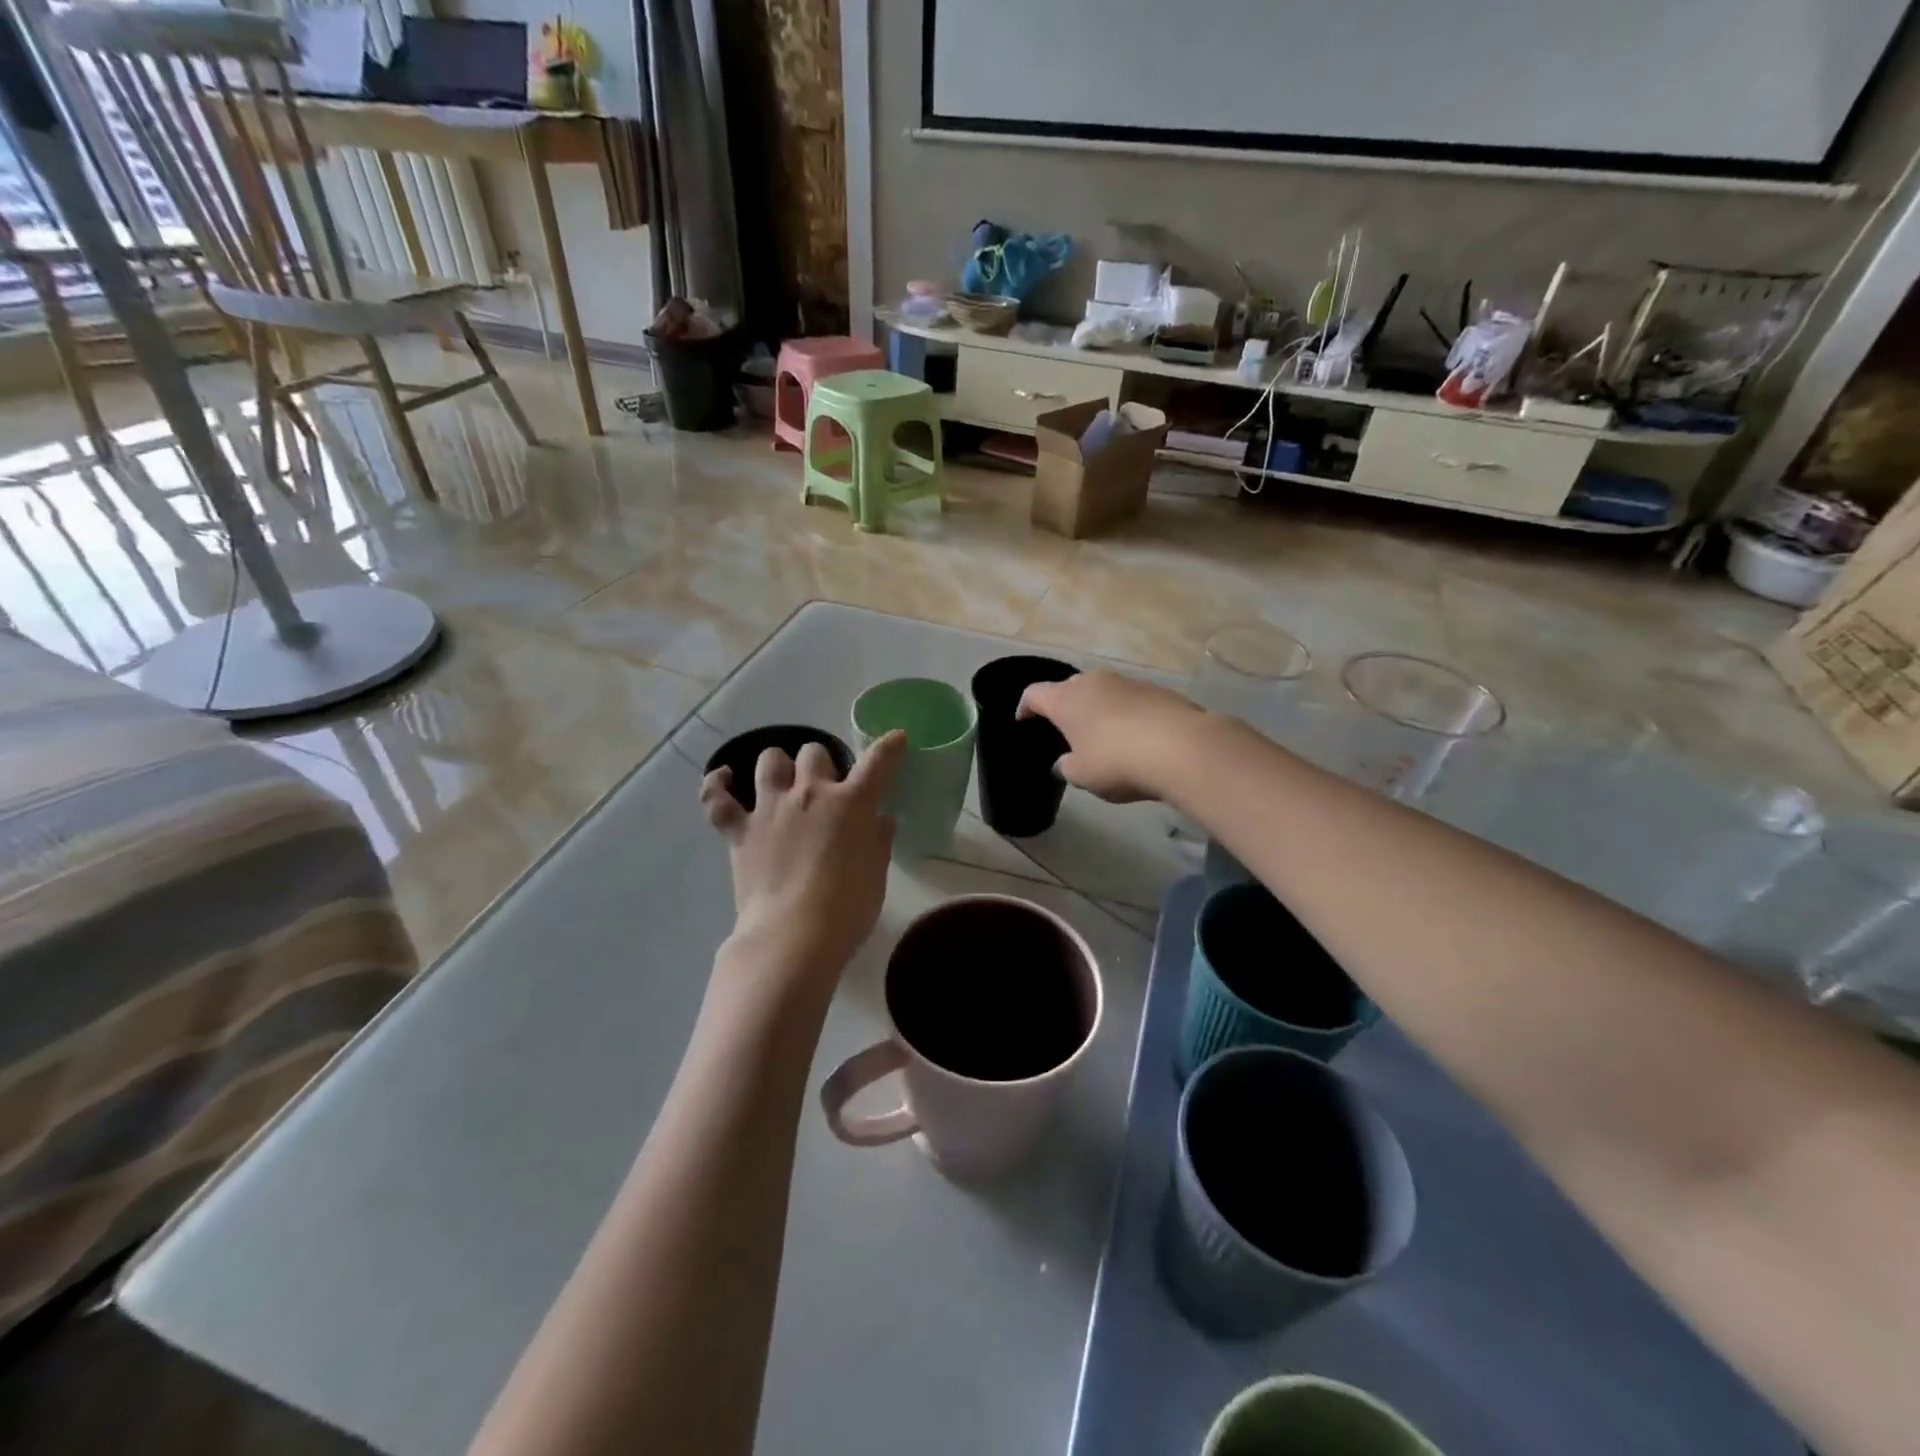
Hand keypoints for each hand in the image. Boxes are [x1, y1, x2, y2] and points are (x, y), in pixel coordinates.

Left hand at [700, 733, 905, 992]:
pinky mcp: (739, 831)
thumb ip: (878, 842)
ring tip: (783, 781)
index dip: (889, 746)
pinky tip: (723, 779)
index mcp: (852, 804)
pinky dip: (718, 785)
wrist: (793, 936)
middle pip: (814, 753)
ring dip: (779, 765)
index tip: (896, 739)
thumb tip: (880, 820)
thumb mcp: (876, 875)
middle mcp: (810, 794)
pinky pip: (718, 798)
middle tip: (826, 786)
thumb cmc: (847, 910)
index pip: (877, 762)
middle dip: (822, 763)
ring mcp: (771, 809)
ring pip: (770, 760)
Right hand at [1017, 670, 1204, 803]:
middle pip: (1070, 688)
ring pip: (1103, 692)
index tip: (1023, 720)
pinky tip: (1134, 737)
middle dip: (1065, 706)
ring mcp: (1128, 682)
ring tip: (1101, 734)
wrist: (1181, 748)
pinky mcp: (1157, 690)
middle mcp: (1094, 682)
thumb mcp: (1082, 775)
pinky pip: (1131, 700)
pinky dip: (1126, 714)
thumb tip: (1066, 761)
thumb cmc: (1116, 761)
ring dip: (1098, 709)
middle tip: (1065, 729)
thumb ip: (1067, 766)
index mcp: (1066, 699)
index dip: (1025, 707)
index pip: (1034, 693)